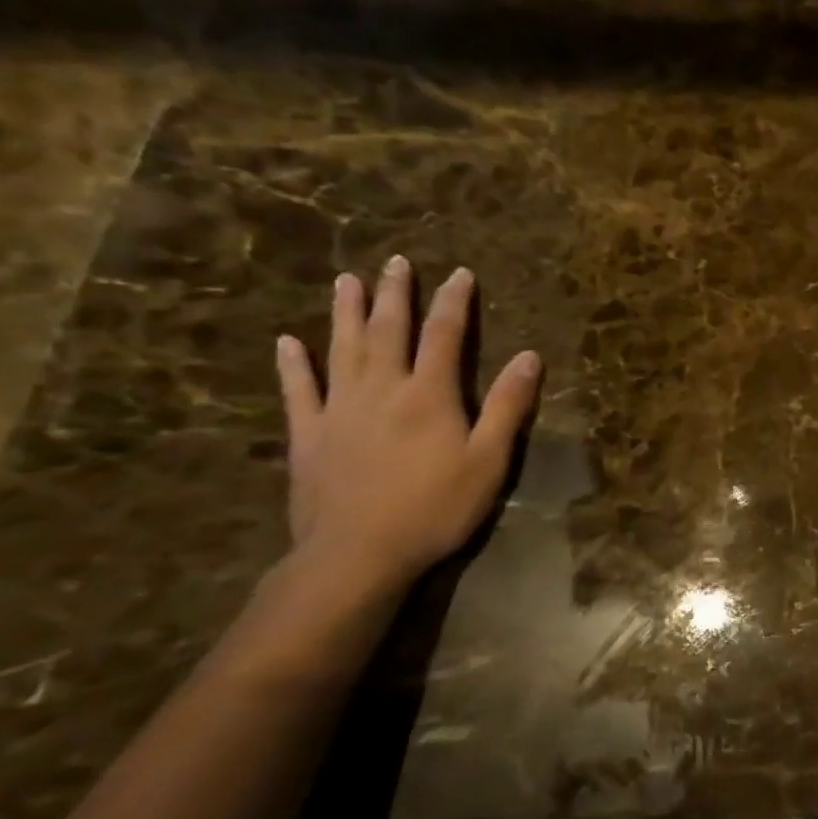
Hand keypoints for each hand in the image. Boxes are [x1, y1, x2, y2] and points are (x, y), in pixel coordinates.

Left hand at [274, 257, 542, 597]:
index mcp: (429, 394)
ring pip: (341, 349)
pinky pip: (298, 391)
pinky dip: (293, 365)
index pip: (444, 335)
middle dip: (395, 294)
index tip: (459, 273)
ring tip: (346, 280)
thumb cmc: (435, 507)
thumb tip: (530, 357)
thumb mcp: (489, 460)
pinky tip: (287, 343)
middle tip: (395, 262)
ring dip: (345, 312)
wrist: (358, 555)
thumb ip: (507, 405)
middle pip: (387, 330)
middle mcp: (381, 389)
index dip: (454, 302)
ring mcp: (338, 410)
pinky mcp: (308, 436)